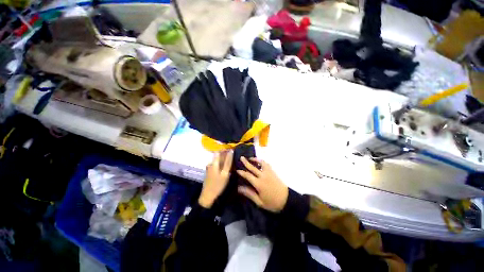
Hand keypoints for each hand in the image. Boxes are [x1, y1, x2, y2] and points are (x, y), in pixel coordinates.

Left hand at [199, 150, 233, 207]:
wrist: (208, 196)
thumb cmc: (218, 185)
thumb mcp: (225, 173)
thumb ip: (228, 162)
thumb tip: (231, 151)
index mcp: (214, 162)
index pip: (219, 151)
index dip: (226, 149)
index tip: (233, 149)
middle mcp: (211, 163)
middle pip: (218, 155)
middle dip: (226, 154)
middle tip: (234, 155)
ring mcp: (210, 168)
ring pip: (218, 160)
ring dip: (224, 158)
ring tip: (232, 160)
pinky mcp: (210, 172)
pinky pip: (217, 164)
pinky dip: (222, 163)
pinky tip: (226, 166)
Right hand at [236, 157, 288, 212]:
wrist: (287, 200)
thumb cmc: (272, 203)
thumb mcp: (259, 202)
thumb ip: (249, 193)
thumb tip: (239, 188)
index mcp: (259, 184)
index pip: (248, 175)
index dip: (242, 172)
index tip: (237, 170)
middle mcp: (263, 176)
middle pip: (253, 167)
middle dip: (246, 162)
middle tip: (241, 157)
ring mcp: (269, 173)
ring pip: (261, 163)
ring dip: (255, 159)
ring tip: (251, 158)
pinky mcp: (273, 172)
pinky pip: (267, 164)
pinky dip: (262, 161)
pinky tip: (260, 162)